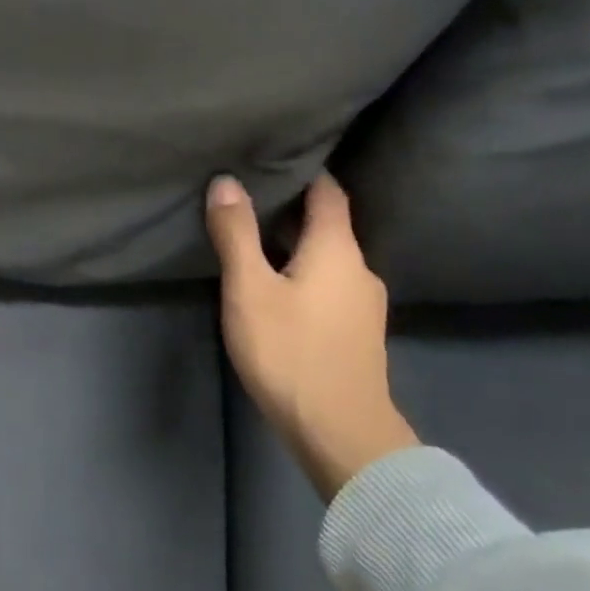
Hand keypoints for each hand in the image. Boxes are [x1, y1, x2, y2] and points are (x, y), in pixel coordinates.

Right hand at [206, 173, 417, 502]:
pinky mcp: (356, 332)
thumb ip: (236, 234)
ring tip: (253, 240)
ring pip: (327, 257)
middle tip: (246, 197)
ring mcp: (363, 304)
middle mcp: (359, 269)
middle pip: (328, 224)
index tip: (271, 158)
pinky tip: (277, 287)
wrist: (340, 432)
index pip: (328, 192)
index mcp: (337, 249)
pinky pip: (328, 284)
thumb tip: (226, 181)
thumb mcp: (249, 289)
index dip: (303, 171)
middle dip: (290, 208)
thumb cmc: (290, 351)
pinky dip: (303, 272)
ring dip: (295, 244)